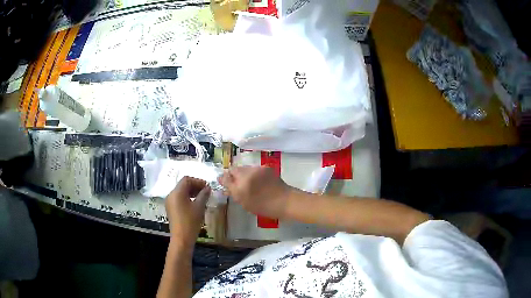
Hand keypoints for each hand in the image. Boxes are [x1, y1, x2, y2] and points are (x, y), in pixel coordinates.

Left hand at [165, 177, 210, 244]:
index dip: (197, 181)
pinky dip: (187, 198)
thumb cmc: (190, 221)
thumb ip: (203, 195)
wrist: (181, 238)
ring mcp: (170, 202)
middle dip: (195, 186)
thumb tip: (208, 188)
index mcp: (177, 192)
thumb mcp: (199, 207)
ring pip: (181, 192)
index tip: (207, 187)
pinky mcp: (171, 209)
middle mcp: (171, 195)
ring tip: (202, 198)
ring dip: (191, 192)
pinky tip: (195, 205)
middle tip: (206, 192)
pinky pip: (179, 199)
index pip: (186, 180)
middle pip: (183, 185)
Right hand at [219, 166, 291, 217]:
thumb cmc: (264, 206)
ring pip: (245, 169)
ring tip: (249, 185)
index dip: (224, 179)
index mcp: (241, 183)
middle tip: (237, 186)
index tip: (225, 184)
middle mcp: (248, 172)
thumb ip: (232, 191)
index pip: (226, 176)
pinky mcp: (266, 168)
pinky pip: (254, 169)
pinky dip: (253, 174)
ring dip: (243, 175)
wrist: (285, 201)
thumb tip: (223, 182)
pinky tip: (258, 182)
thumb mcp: (244, 202)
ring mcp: (257, 169)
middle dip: (233, 176)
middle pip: (235, 170)